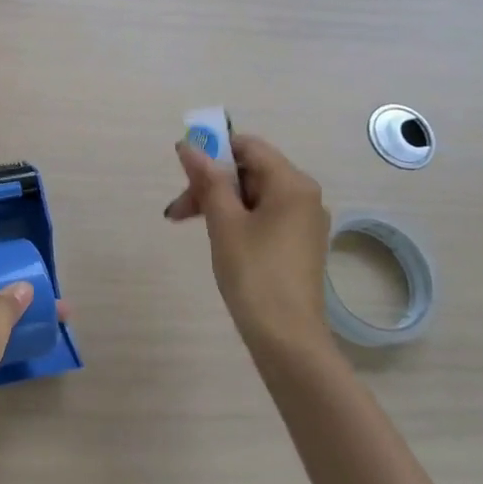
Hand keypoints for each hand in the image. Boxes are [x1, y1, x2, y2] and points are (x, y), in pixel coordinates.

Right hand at [165, 133, 332, 359]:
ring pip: (253, 194)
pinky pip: (263, 215)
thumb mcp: (224, 222)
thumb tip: (189, 145)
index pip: (248, 146)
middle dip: (210, 183)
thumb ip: (207, 180)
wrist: (286, 337)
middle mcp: (304, 195)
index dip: (212, 151)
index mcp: (292, 183)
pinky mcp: (298, 243)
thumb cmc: (254, 273)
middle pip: (249, 170)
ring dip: (218, 201)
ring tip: (187, 223)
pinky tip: (217, 237)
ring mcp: (303, 221)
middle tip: (178, 210)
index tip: (182, 172)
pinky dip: (236, 218)